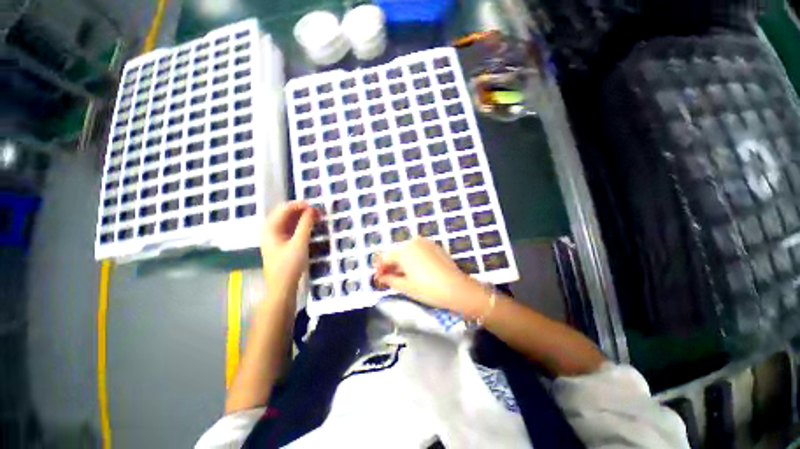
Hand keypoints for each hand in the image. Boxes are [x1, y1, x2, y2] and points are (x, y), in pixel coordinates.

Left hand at [261, 201, 318, 292]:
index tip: (316, 207)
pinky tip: (310, 226)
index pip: (285, 208)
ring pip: (290, 221)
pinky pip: (291, 228)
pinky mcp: (281, 242)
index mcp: (270, 227)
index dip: (301, 205)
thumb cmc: (289, 265)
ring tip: (317, 218)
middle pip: (287, 213)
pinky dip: (301, 225)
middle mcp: (270, 229)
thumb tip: (313, 209)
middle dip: (303, 211)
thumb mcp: (299, 243)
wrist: (282, 287)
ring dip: (303, 217)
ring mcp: (275, 236)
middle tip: (319, 213)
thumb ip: (306, 224)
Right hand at [374, 237, 487, 316]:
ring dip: (402, 261)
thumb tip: (381, 277)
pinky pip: (418, 250)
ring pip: (407, 251)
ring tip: (401, 275)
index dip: (380, 268)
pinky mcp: (435, 246)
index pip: (385, 257)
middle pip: (396, 252)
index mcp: (404, 250)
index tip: (378, 278)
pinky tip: (415, 270)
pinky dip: (413, 258)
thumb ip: (389, 279)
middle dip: (391, 264)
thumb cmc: (428, 289)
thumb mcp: (405, 286)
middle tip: (388, 278)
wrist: (456, 288)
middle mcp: (413, 241)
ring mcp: (425, 242)